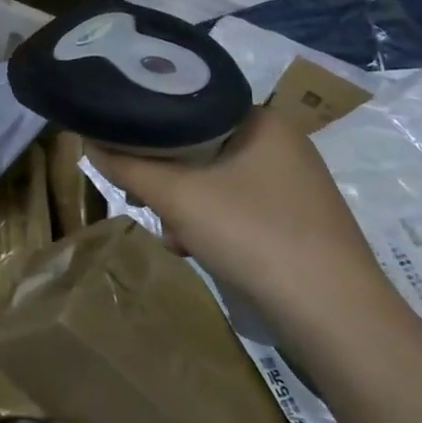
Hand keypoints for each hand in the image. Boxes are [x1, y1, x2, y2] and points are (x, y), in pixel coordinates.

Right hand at [89, 107, 396, 337]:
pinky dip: (211, 223)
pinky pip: (237, 206)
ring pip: (215, 180)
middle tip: (144, 200)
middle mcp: (283, 144)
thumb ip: (127, 166)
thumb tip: (87, 142)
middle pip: (199, 146)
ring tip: (171, 234)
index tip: (123, 153)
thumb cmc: (253, 234)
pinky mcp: (297, 221)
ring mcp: (294, 185)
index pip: (189, 106)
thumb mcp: (176, 196)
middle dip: (165, 177)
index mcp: (263, 120)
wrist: (334, 315)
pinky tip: (196, 249)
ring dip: (184, 205)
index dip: (149, 128)